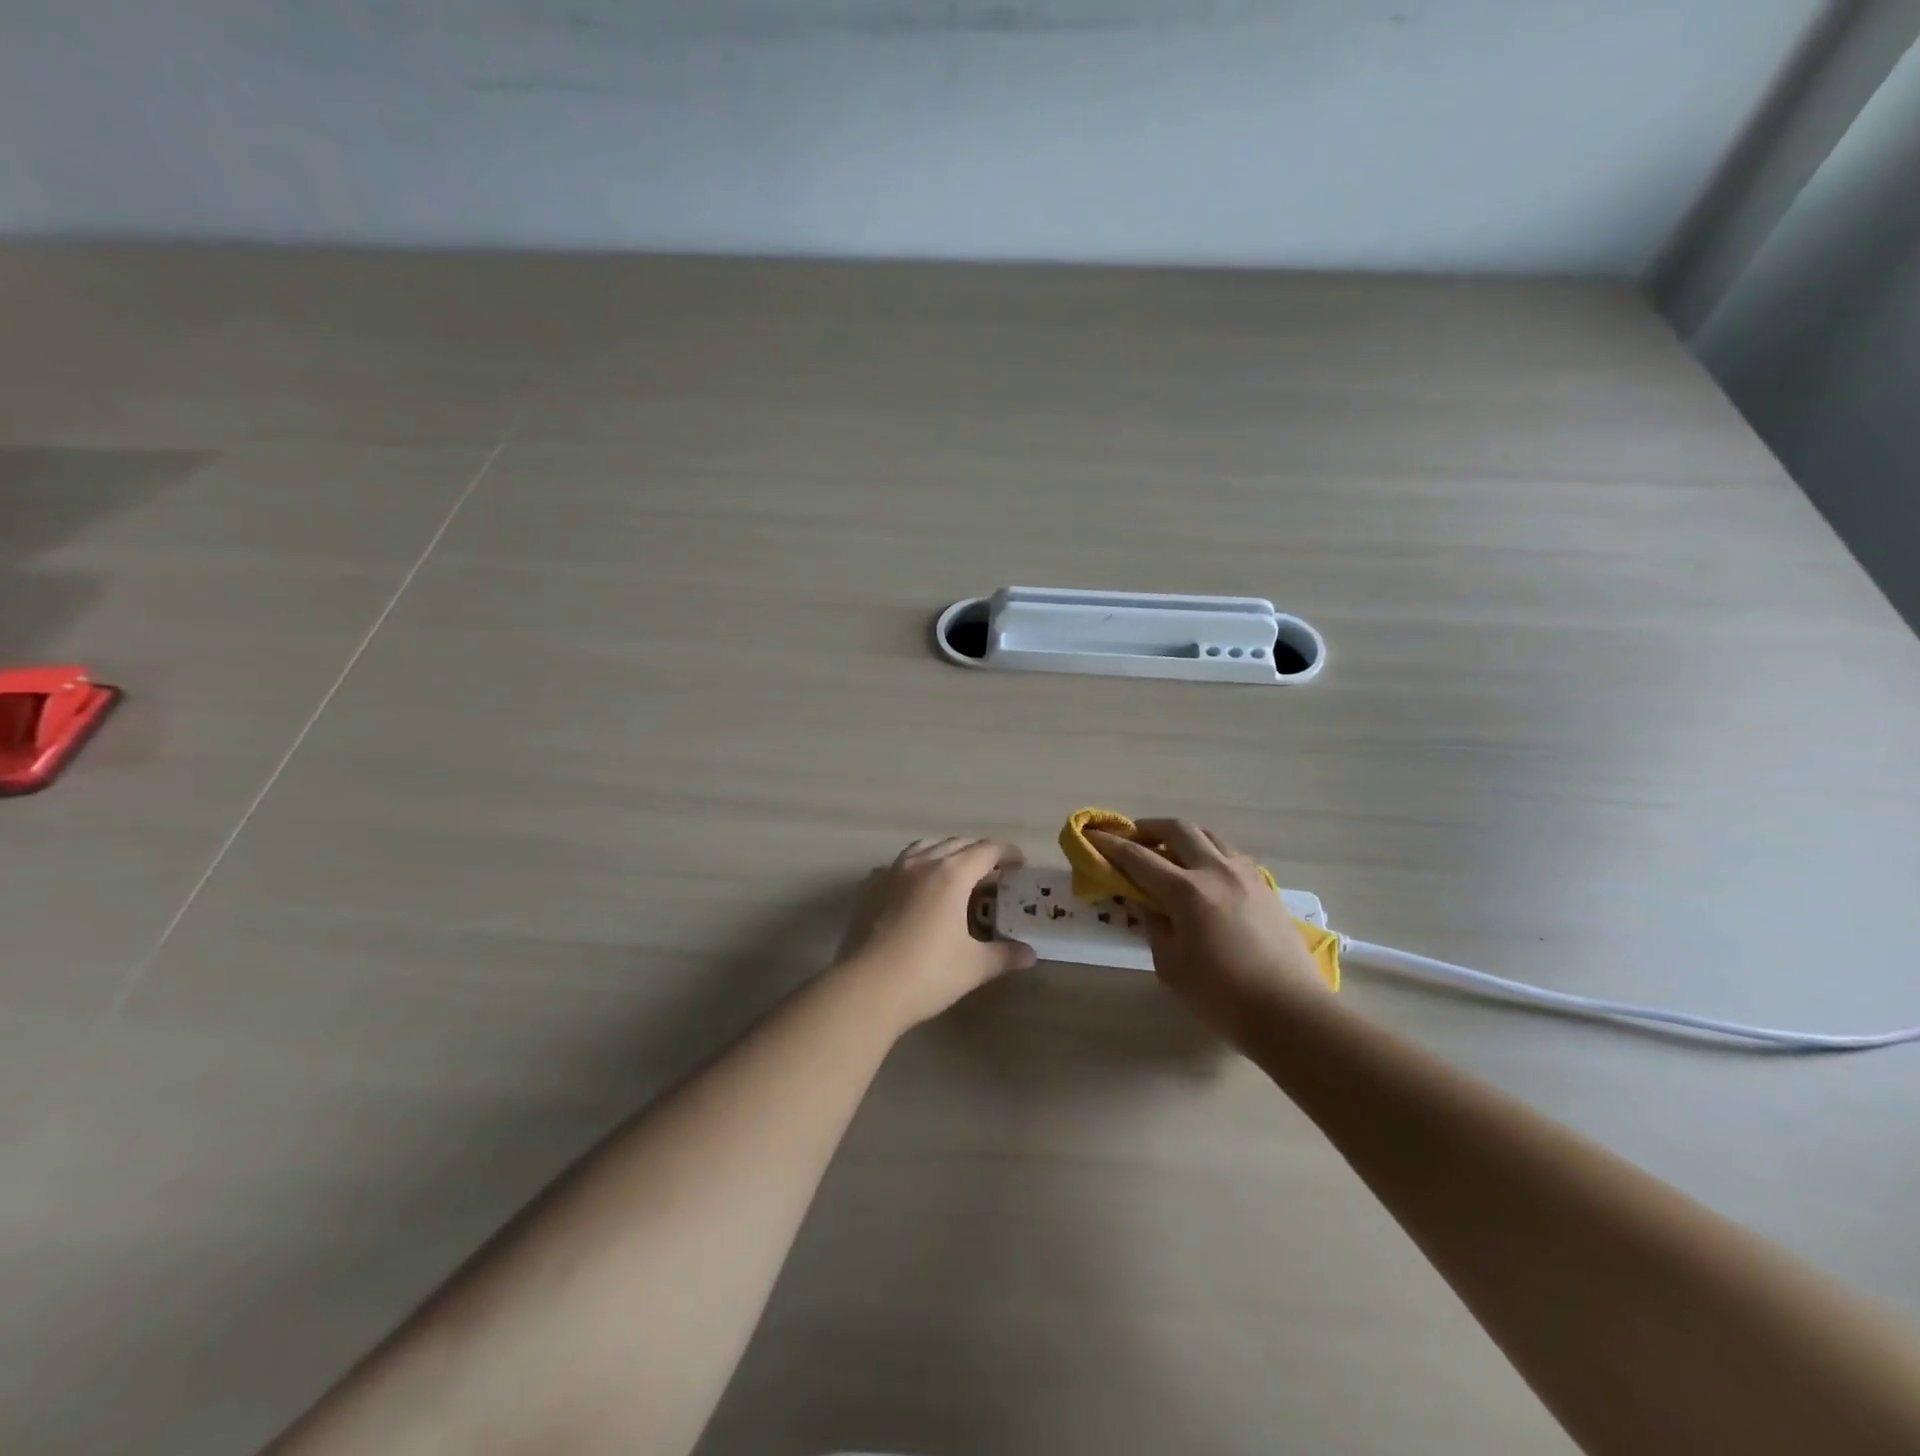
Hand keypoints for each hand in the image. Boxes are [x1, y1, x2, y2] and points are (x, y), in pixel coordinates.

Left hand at [837, 837, 1035, 1028]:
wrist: (866, 988)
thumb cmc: (927, 974)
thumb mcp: (974, 966)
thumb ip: (1005, 955)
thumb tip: (1030, 955)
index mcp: (952, 874)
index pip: (987, 850)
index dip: (1007, 853)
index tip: (1020, 864)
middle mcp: (921, 863)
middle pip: (957, 843)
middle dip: (979, 852)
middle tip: (994, 872)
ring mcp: (891, 872)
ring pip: (924, 847)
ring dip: (945, 853)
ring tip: (956, 873)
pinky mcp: (868, 888)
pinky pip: (897, 865)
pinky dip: (914, 868)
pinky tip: (915, 889)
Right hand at [1087, 819, 1328, 1037]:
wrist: (1290, 1012)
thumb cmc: (1221, 996)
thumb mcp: (1171, 966)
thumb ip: (1154, 927)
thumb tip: (1148, 906)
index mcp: (1186, 891)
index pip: (1139, 858)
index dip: (1111, 845)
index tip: (1092, 836)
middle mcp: (1215, 871)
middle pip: (1177, 830)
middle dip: (1148, 829)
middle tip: (1131, 840)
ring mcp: (1245, 875)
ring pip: (1208, 835)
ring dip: (1182, 836)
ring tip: (1168, 852)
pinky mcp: (1265, 887)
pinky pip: (1230, 854)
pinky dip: (1208, 852)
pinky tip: (1203, 873)